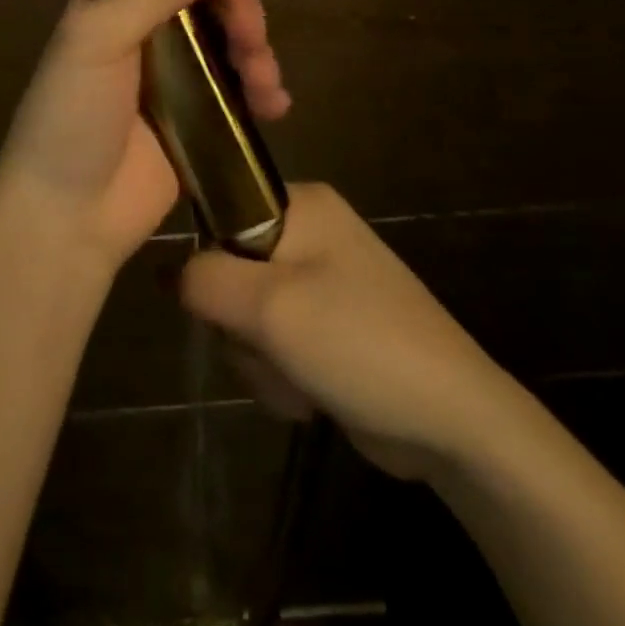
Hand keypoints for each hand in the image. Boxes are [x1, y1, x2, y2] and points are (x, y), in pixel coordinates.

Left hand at [0, 0, 290, 272]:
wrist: (67, 219)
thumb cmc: (70, 118)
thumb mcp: (102, 37)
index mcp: (113, 0)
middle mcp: (146, 29)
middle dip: (240, 9)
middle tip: (251, 38)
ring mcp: (175, 75)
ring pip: (232, 39)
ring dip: (258, 51)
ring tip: (265, 84)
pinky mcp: (200, 117)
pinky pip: (241, 88)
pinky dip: (264, 90)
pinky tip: (275, 107)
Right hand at [179, 183, 507, 479]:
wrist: (454, 421)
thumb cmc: (359, 343)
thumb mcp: (269, 306)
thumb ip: (205, 279)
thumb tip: (171, 273)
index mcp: (301, 204)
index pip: (218, 211)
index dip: (210, 262)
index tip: (227, 302)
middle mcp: (309, 232)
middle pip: (229, 270)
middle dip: (240, 325)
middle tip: (272, 346)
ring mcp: (320, 281)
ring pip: (247, 314)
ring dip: (260, 358)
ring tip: (300, 378)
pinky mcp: (327, 327)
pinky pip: (274, 341)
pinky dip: (282, 373)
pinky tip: (310, 394)